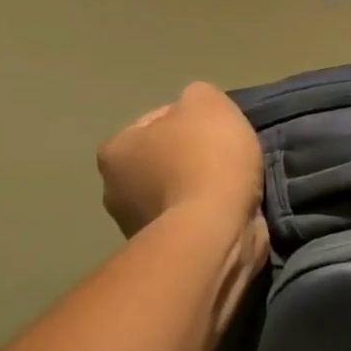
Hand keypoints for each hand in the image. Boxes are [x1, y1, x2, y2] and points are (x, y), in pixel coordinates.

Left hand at [98, 82, 263, 236]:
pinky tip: (233, 212)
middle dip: (192, 159)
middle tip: (228, 158)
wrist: (216, 232)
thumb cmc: (205, 160)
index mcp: (115, 151)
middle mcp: (115, 191)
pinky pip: (192, 222)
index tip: (219, 130)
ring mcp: (138, 228)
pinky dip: (209, 217)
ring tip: (236, 187)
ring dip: (202, 190)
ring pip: (178, 193)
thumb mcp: (207, 102)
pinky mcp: (167, 254)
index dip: (191, 120)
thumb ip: (197, 96)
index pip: (155, 122)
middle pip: (164, 161)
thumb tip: (195, 111)